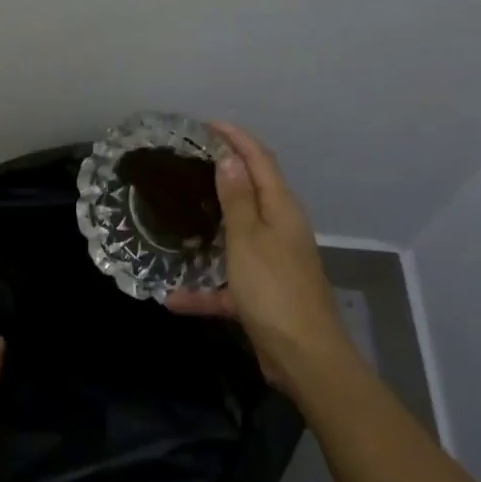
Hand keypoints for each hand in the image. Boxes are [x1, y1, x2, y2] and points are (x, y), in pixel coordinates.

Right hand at [166, 122, 357, 398]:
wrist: (305, 357)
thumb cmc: (273, 290)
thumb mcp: (247, 239)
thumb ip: (237, 198)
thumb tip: (231, 156)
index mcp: (281, 210)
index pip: (260, 160)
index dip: (237, 138)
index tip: (208, 124)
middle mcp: (281, 230)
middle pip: (252, 192)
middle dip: (225, 173)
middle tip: (190, 162)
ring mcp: (273, 262)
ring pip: (238, 235)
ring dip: (213, 225)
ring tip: (180, 213)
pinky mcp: (263, 294)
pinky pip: (229, 283)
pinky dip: (206, 287)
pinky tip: (175, 298)